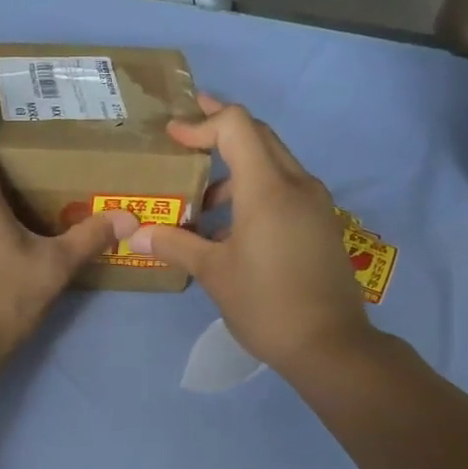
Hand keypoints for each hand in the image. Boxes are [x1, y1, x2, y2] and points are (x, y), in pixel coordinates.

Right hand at [126, 93, 375, 379]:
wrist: (330, 345)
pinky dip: (254, 191)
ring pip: (272, 163)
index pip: (236, 126)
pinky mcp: (320, 223)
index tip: (173, 134)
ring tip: (201, 203)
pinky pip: (284, 189)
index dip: (202, 122)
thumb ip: (175, 244)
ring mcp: (314, 203)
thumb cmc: (266, 304)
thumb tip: (137, 234)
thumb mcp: (213, 273)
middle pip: (258, 136)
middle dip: (220, 130)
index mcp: (268, 189)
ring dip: (236, 169)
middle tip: (185, 136)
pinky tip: (230, 229)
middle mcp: (297, 184)